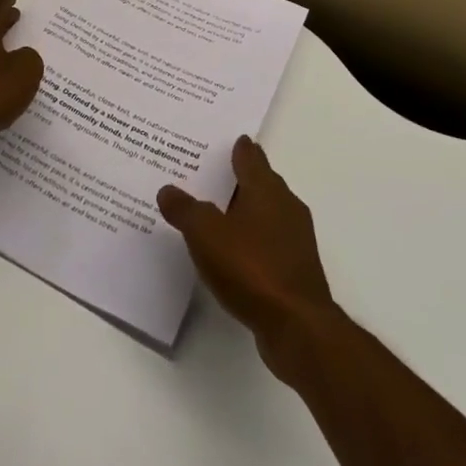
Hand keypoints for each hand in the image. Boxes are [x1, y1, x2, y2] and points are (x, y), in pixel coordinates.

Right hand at [158, 136, 336, 380]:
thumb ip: (185, 209)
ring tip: (214, 213)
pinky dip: (249, 240)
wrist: (297, 326)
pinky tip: (231, 252)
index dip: (237, 147)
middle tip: (208, 175)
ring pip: (265, 213)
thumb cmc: (251, 267)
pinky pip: (267, 242)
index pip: (251, 156)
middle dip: (237, 178)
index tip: (224, 140)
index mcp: (266, 188)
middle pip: (260, 182)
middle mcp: (285, 206)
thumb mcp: (206, 234)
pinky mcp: (295, 269)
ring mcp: (294, 239)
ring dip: (243, 211)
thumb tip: (168, 189)